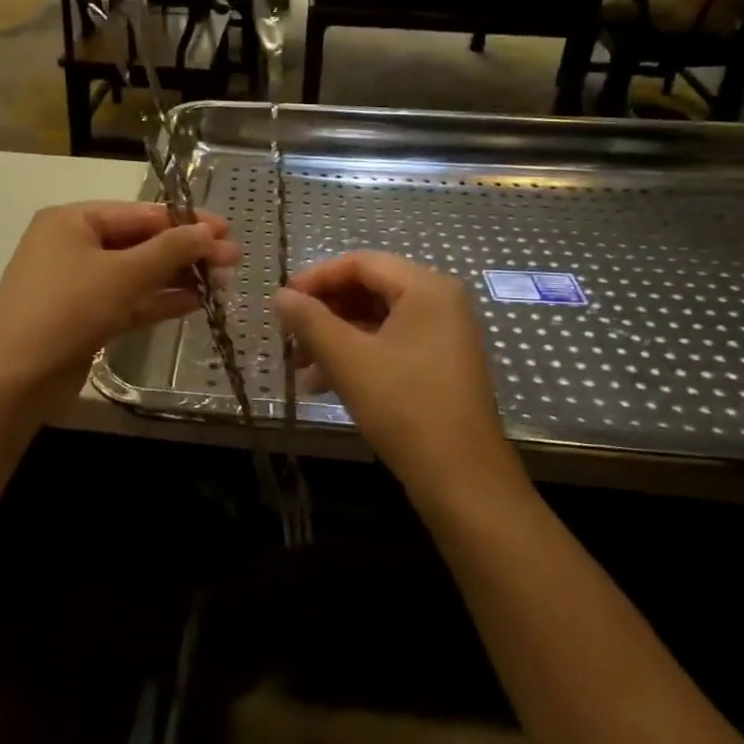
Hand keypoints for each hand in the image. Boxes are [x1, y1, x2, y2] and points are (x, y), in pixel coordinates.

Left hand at [0, 201, 239, 417]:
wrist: (12, 382)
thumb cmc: (66, 310)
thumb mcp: (122, 275)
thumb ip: (169, 250)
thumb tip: (210, 232)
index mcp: (73, 221)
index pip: (141, 212)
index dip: (186, 221)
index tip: (227, 228)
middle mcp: (73, 245)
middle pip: (141, 242)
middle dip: (186, 251)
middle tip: (233, 259)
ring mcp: (78, 284)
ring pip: (137, 274)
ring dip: (177, 277)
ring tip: (223, 282)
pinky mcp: (85, 318)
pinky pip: (129, 301)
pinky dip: (159, 301)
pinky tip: (197, 302)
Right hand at [274, 252, 519, 503]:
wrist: (463, 481)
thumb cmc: (405, 407)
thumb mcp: (349, 360)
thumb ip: (310, 321)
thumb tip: (280, 295)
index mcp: (425, 287)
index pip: (360, 263)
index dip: (316, 277)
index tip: (282, 300)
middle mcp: (439, 302)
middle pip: (369, 289)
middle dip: (324, 312)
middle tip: (288, 335)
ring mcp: (443, 335)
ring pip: (376, 320)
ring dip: (335, 338)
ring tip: (299, 367)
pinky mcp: (440, 365)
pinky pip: (391, 344)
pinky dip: (357, 357)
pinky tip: (322, 385)